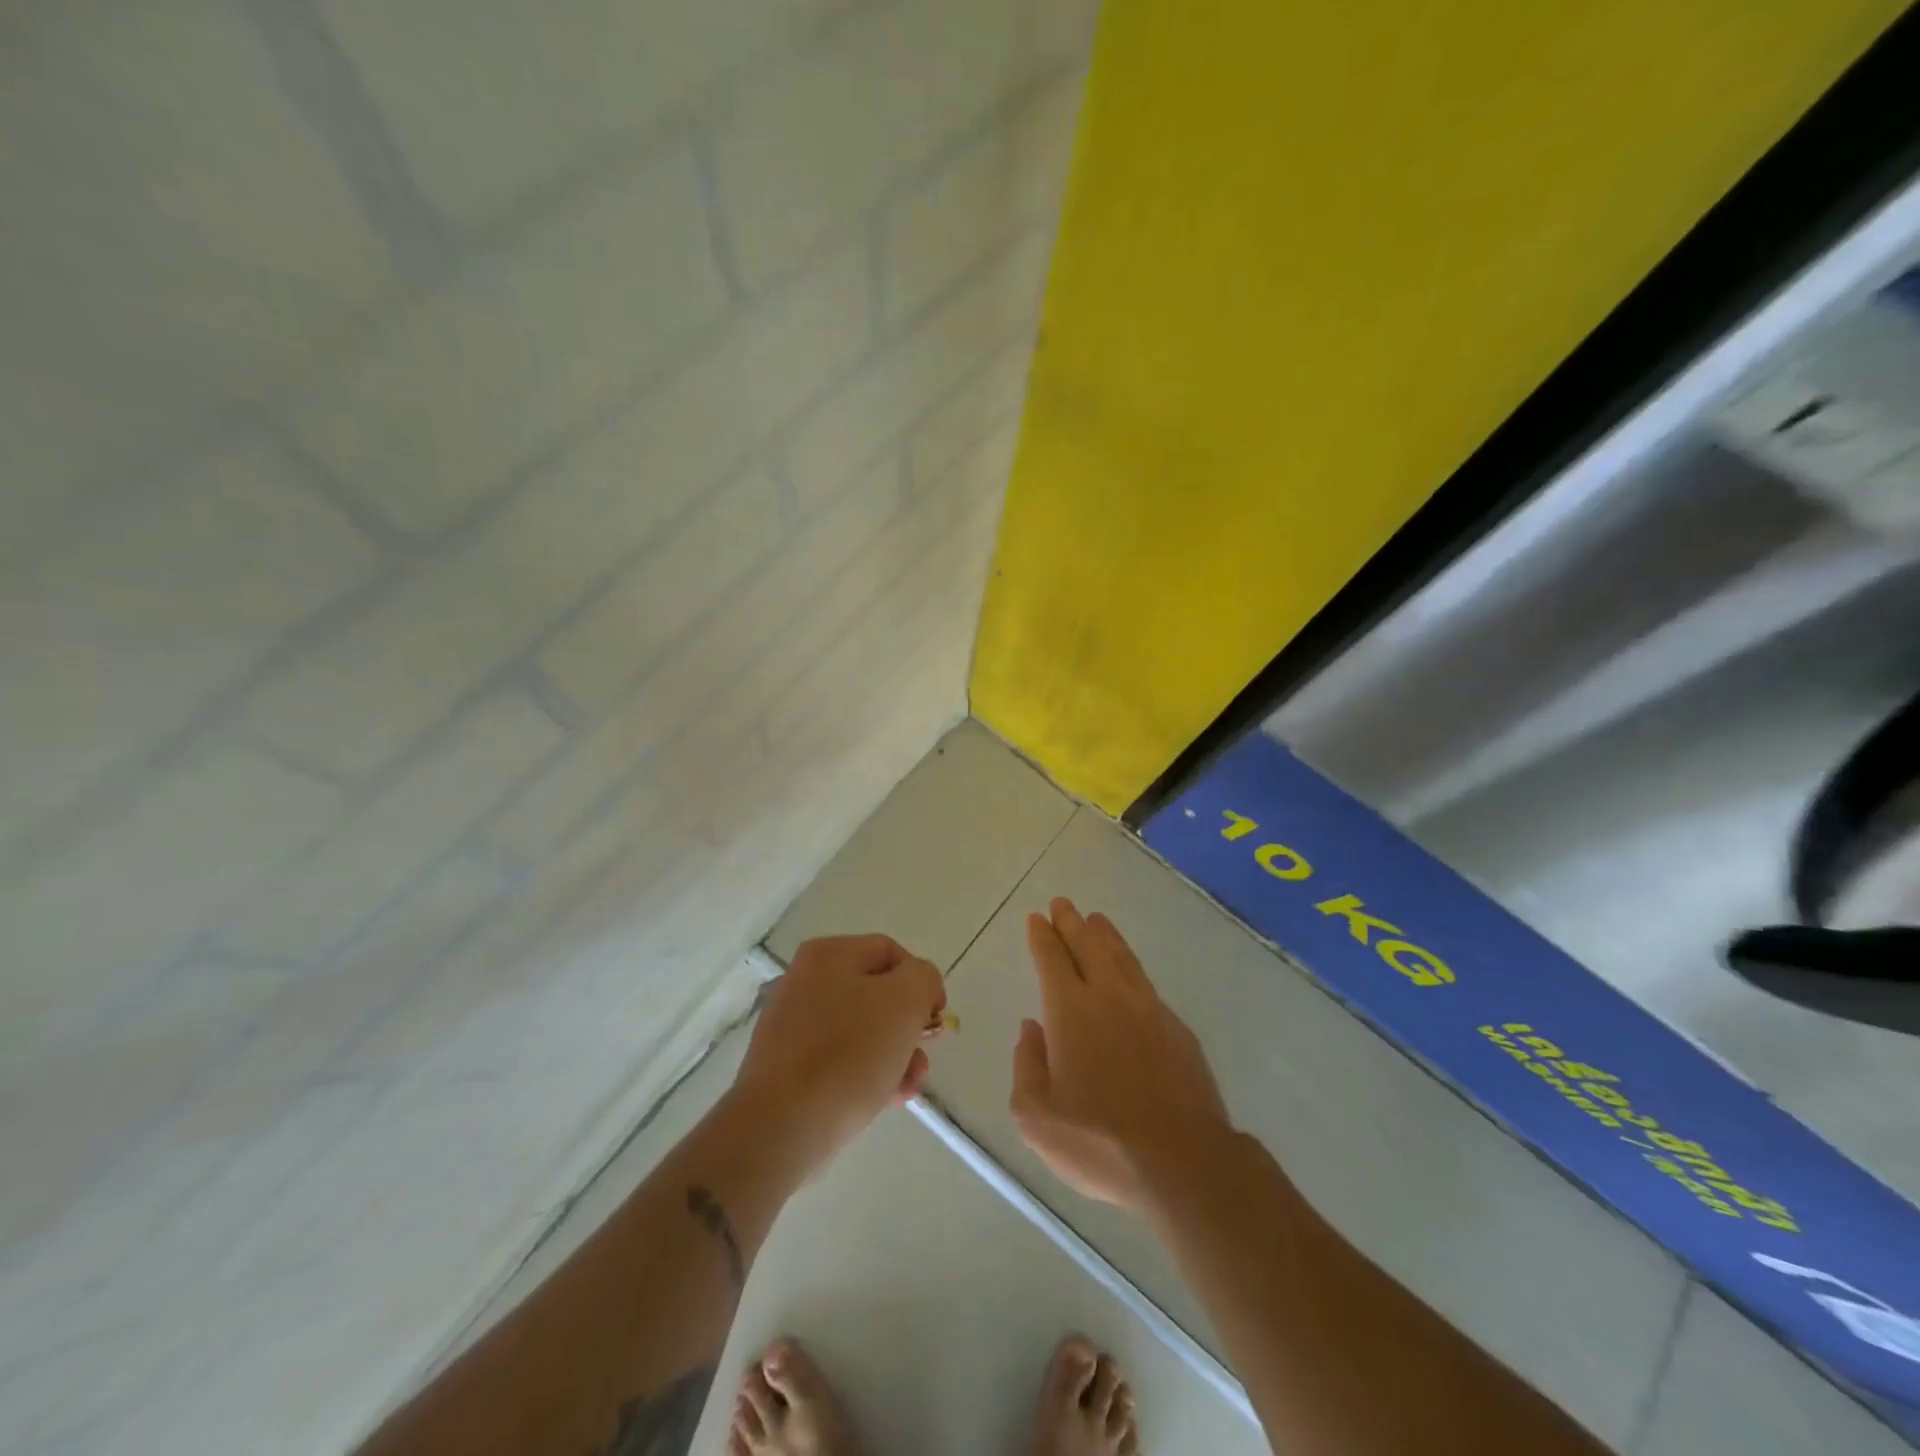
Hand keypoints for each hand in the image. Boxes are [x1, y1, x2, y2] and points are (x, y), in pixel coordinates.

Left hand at [734, 934, 944, 1169]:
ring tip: (906, 1088)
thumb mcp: (905, 1001)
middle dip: (908, 1028)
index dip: (922, 982)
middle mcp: (805, 981)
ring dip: (894, 1055)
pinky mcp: (787, 1066)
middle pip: (877, 994)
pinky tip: (883, 1099)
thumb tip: (918, 988)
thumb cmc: (850, 1053)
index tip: (935, 1021)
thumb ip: (923, 978)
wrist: (782, 1125)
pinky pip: (839, 1060)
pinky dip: (865, 1075)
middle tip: (921, 1059)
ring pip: (861, 1031)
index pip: (891, 953)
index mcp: (828, 955)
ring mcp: (792, 1025)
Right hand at [1011, 898, 1230, 1210]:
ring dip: (1105, 935)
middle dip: (1072, 923)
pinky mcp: (1177, 1028)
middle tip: (1062, 904)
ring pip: (1121, 957)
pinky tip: (1129, 970)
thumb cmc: (1099, 1142)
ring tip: (1096, 919)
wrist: (1183, 1161)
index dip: (1042, 937)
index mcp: (1070, 1012)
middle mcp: (1108, 998)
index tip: (1037, 918)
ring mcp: (1148, 1009)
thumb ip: (1026, 1065)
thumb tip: (1030, 1029)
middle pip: (1088, 946)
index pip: (1052, 960)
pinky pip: (1145, 982)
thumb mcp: (1037, 1117)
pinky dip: (1130, 964)